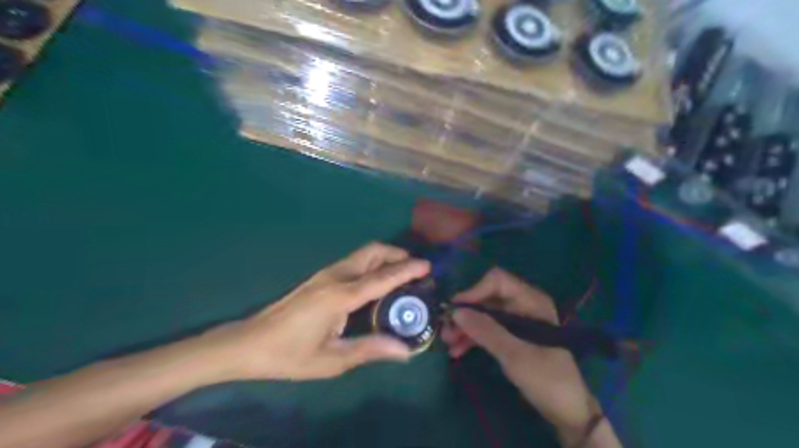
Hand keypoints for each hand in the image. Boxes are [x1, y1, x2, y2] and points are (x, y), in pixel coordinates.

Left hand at [207, 244, 429, 379]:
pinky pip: (355, 262)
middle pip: (373, 252)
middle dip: (397, 254)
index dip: (407, 270)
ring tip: (401, 274)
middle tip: (416, 270)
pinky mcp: (320, 277)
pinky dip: (373, 264)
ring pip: (363, 254)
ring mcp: (326, 274)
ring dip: (385, 257)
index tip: (428, 266)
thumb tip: (405, 350)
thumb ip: (370, 350)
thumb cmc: (289, 354)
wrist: (249, 343)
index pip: (382, 277)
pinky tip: (376, 282)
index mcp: (341, 296)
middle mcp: (336, 276)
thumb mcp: (331, 360)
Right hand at [444, 269, 599, 441]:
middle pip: (487, 298)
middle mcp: (523, 305)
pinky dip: (473, 338)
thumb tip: (455, 312)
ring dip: (466, 327)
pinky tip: (457, 350)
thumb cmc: (546, 379)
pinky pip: (488, 330)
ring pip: (484, 315)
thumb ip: (485, 331)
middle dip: (466, 313)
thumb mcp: (514, 354)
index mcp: (531, 301)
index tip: (455, 309)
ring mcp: (517, 321)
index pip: (497, 281)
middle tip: (445, 329)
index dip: (474, 291)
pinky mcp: (512, 337)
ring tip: (448, 343)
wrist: (567, 411)